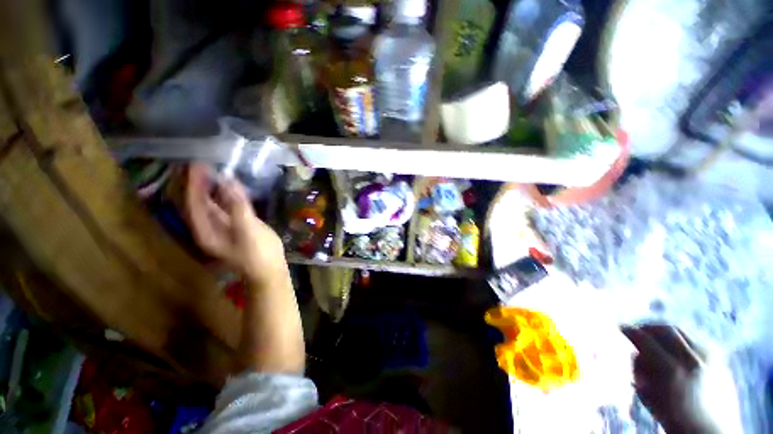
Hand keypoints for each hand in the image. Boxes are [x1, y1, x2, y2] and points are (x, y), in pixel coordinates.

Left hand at [186, 163, 285, 283]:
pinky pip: (224, 208)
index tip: (197, 164)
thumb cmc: (259, 254)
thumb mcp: (248, 230)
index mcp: (206, 232)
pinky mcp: (234, 227)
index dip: (195, 184)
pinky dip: (224, 196)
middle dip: (198, 184)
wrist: (270, 271)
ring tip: (213, 170)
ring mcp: (221, 228)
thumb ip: (237, 206)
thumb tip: (228, 180)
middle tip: (202, 163)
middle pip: (198, 203)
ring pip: (210, 205)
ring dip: (210, 188)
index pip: (194, 203)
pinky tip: (229, 187)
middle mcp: (208, 229)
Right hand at [622, 326, 740, 433]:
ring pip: (682, 331)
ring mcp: (708, 356)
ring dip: (664, 330)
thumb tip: (634, 353)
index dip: (631, 331)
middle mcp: (690, 358)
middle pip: (665, 330)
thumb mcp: (650, 398)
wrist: (711, 431)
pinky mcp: (718, 357)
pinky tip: (676, 344)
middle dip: (648, 327)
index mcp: (671, 371)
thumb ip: (641, 373)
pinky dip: (681, 337)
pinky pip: (695, 338)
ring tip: (655, 335)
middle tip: (638, 329)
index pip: (645, 340)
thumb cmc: (675, 419)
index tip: (621, 326)